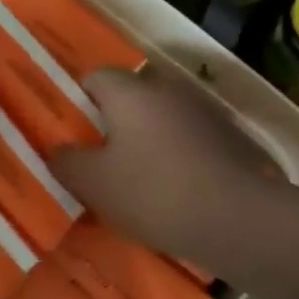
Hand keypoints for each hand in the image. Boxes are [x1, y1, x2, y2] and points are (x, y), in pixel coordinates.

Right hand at [51, 68, 284, 268]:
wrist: (239, 220)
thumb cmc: (153, 192)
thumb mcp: (93, 183)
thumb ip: (67, 162)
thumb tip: (59, 150)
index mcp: (130, 91)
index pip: (93, 78)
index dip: (78, 103)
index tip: (73, 136)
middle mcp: (167, 89)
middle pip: (129, 98)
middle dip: (113, 124)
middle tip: (100, 161)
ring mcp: (204, 112)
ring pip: (161, 120)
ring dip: (147, 142)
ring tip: (137, 181)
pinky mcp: (231, 139)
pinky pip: (189, 141)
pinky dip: (177, 158)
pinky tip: (174, 192)